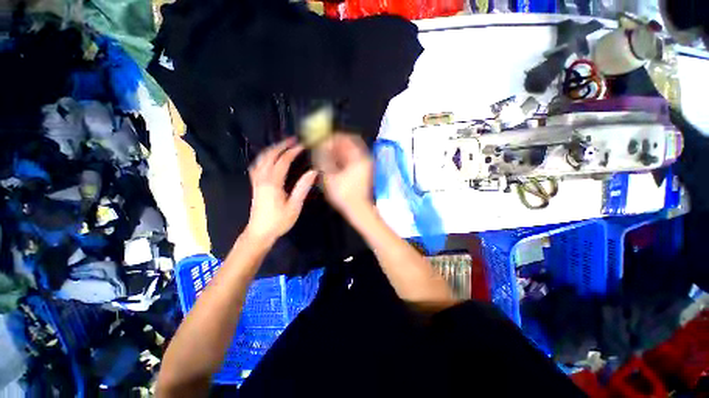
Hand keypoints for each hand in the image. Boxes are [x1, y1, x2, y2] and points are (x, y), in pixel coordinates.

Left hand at [245, 138, 316, 243]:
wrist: (259, 233)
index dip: (292, 152)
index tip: (302, 145)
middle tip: (292, 141)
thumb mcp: (294, 206)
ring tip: (282, 146)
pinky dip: (263, 158)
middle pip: (269, 156)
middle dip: (281, 146)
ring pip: (261, 159)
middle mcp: (262, 178)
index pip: (283, 161)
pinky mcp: (255, 185)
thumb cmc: (279, 221)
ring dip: (271, 150)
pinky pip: (256, 166)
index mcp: (273, 183)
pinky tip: (268, 159)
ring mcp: (256, 181)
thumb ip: (302, 187)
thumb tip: (313, 172)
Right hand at [316, 133, 373, 218]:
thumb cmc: (344, 193)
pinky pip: (352, 159)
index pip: (346, 138)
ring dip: (338, 151)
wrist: (357, 209)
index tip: (323, 139)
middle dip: (335, 144)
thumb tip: (320, 144)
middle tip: (323, 147)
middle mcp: (364, 158)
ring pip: (350, 151)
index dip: (333, 137)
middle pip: (349, 144)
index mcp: (359, 157)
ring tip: (326, 156)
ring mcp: (365, 165)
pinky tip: (333, 163)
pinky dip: (342, 158)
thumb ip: (324, 157)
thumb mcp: (330, 175)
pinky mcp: (363, 171)